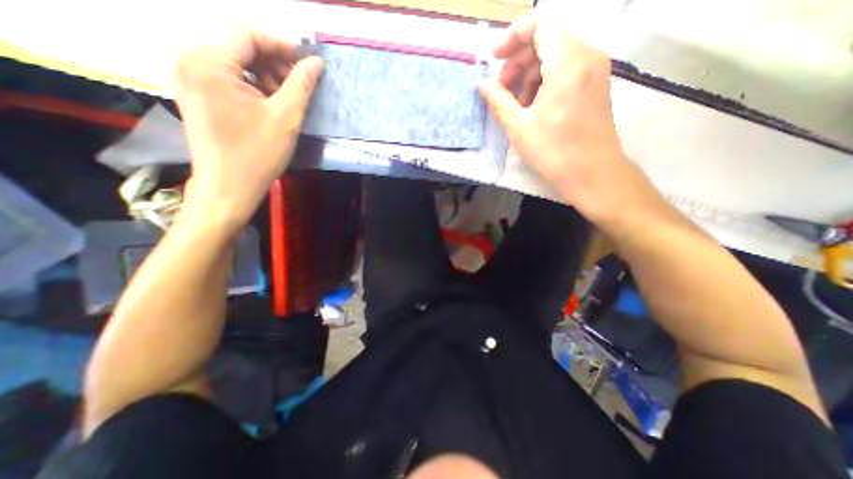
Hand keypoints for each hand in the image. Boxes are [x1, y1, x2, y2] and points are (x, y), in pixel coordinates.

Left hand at [172, 27, 322, 227]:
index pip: (247, 32)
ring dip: (265, 74)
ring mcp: (189, 77)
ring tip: (286, 98)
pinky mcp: (196, 93)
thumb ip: (301, 85)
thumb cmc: (258, 153)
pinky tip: (269, 104)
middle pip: (238, 44)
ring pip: (235, 61)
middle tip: (299, 85)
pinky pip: (227, 76)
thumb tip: (316, 63)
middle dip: (274, 61)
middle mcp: (190, 60)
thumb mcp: (286, 117)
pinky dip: (252, 84)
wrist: (229, 186)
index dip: (282, 44)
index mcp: (209, 61)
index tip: (308, 63)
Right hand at [477, 11, 651, 223]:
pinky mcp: (596, 82)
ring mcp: (595, 68)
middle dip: (518, 60)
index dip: (512, 36)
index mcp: (567, 62)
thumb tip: (480, 84)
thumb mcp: (519, 127)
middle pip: (546, 38)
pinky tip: (534, 105)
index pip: (540, 22)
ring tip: (516, 104)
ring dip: (530, 73)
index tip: (495, 60)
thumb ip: (498, 100)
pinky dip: (546, 79)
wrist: (593, 173)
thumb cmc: (553, 152)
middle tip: (502, 90)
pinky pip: (567, 67)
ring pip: (556, 53)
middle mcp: (587, 55)